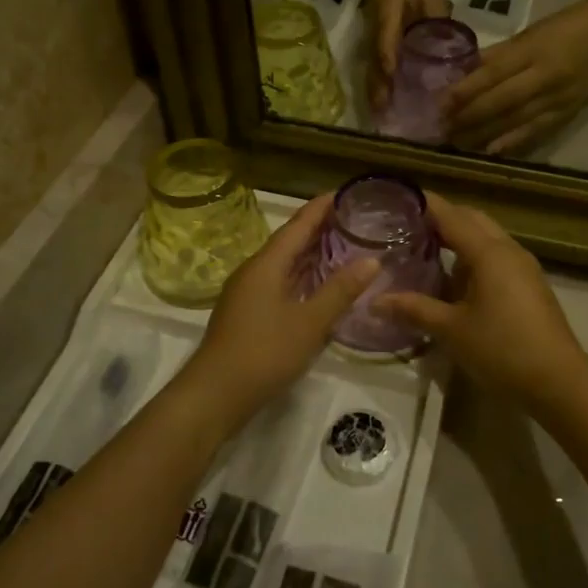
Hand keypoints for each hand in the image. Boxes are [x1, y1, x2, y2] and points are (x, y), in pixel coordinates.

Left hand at [178, 195, 377, 431]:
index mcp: (266, 264)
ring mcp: (247, 292)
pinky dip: (301, 275)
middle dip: (318, 227)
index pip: (297, 225)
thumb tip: (372, 260)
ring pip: (283, 263)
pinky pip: (278, 281)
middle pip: (289, 240)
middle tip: (351, 217)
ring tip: (340, 244)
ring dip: (309, 252)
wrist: (214, 394)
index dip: (320, 208)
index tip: (344, 192)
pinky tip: (317, 284)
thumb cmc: (264, 352)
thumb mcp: (310, 322)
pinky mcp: (247, 313)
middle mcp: (254, 270)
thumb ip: (340, 290)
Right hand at [367, 0, 450, 110]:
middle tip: (381, 110)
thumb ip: (436, 17)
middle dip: (377, 84)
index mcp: (388, 10)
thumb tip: (445, 46)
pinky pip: (379, 58)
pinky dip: (381, 77)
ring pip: (373, 62)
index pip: (385, 38)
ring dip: (376, 85)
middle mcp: (377, 23)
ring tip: (379, 110)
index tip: (391, 79)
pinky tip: (386, 95)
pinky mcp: (382, 34)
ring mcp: (376, 29)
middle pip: (374, 57)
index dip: (388, 58)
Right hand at [377, 193, 587, 407]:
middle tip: (408, 225)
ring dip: (459, 238)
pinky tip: (455, 279)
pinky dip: (473, 257)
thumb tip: (375, 300)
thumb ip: (414, 309)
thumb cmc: (502, 349)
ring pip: (487, 238)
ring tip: (426, 250)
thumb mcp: (451, 330)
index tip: (399, 198)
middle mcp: (508, 250)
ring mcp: (523, 267)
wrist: (559, 381)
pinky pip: (497, 257)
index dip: (425, 205)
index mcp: (488, 252)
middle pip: (472, 220)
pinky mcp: (530, 285)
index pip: (451, 216)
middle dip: (442, 218)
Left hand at [445, 0, 587, 155]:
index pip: (493, 73)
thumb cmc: (563, 28)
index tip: (440, 103)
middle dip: (469, 117)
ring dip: (484, 134)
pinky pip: (536, 131)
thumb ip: (496, 55)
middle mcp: (545, 76)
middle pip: (501, 101)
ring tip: (458, 142)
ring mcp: (558, 98)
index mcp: (532, 50)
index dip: (465, 90)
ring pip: (515, 120)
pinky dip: (512, 142)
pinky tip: (491, 151)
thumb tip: (462, 73)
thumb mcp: (527, 34)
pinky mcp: (567, 113)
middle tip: (442, 128)